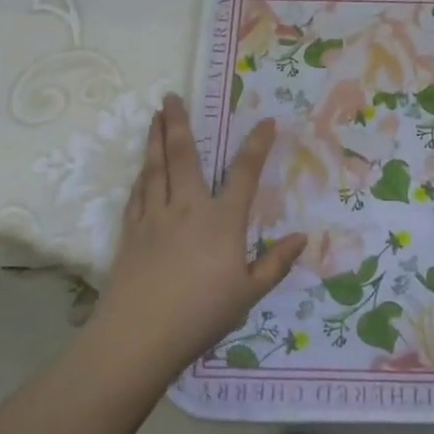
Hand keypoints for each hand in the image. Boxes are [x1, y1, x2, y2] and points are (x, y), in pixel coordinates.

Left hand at [91, 96, 304, 376]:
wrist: (140, 336)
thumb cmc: (201, 314)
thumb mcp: (248, 293)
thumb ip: (275, 263)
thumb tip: (302, 238)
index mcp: (222, 220)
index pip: (244, 173)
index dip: (257, 145)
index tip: (266, 121)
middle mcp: (188, 208)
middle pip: (184, 156)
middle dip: (178, 123)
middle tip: (171, 96)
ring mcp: (154, 217)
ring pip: (155, 169)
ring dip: (155, 140)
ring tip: (155, 117)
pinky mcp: (131, 233)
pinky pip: (137, 195)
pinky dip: (141, 177)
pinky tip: (141, 170)